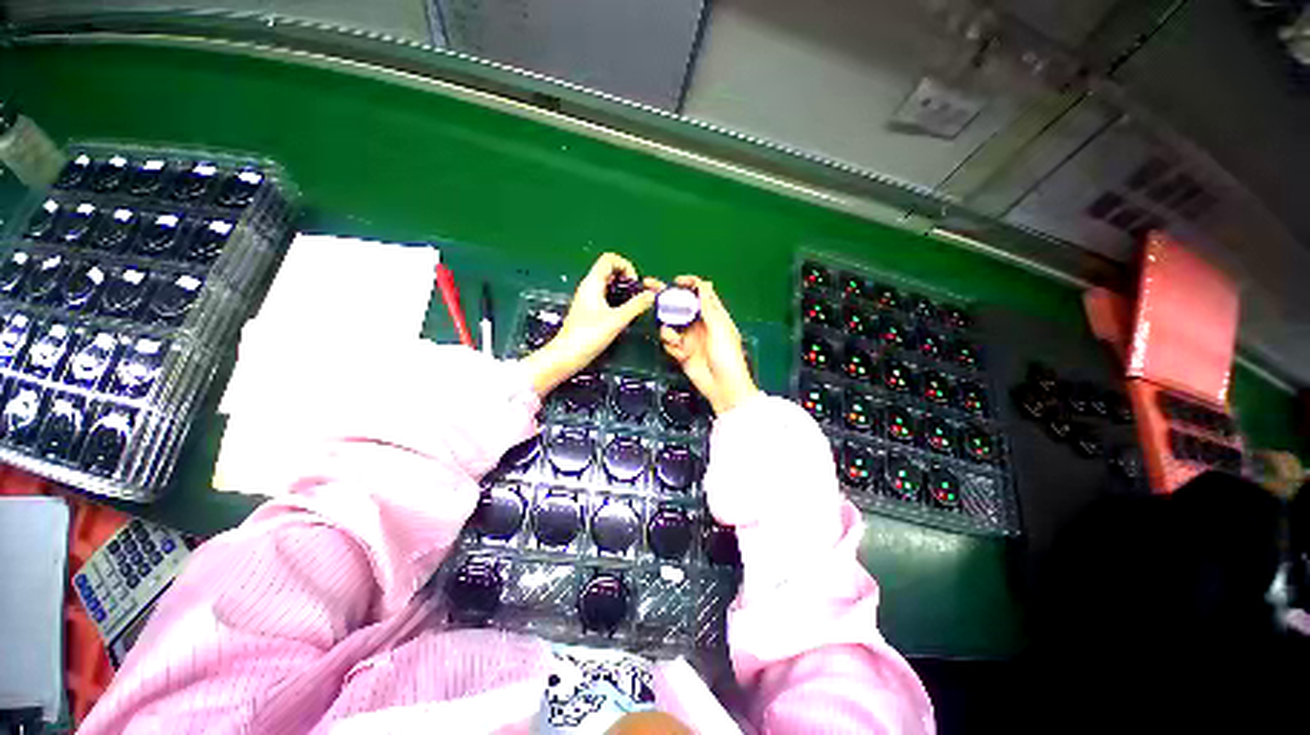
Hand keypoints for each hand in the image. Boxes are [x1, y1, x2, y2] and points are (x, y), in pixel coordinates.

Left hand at [521, 253, 655, 395]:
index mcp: (593, 283)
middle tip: (638, 294)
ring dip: (623, 290)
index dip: (626, 266)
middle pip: (610, 270)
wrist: (567, 355)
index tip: (635, 283)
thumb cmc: (589, 335)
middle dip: (627, 278)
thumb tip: (652, 294)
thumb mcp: (617, 319)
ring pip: (609, 285)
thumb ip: (636, 305)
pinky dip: (617, 300)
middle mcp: (589, 287)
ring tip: (634, 304)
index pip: (610, 259)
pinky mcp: (589, 311)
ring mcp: (588, 299)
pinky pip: (606, 297)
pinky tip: (624, 314)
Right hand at [655, 276, 758, 414]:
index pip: (700, 292)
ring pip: (670, 325)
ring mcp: (689, 338)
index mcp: (713, 315)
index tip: (675, 281)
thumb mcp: (720, 330)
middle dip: (666, 298)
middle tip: (649, 286)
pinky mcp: (681, 352)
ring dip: (669, 332)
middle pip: (680, 305)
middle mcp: (699, 324)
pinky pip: (669, 343)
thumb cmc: (728, 358)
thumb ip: (709, 308)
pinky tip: (681, 355)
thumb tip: (704, 284)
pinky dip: (672, 347)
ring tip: (677, 343)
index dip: (689, 284)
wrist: (723, 387)